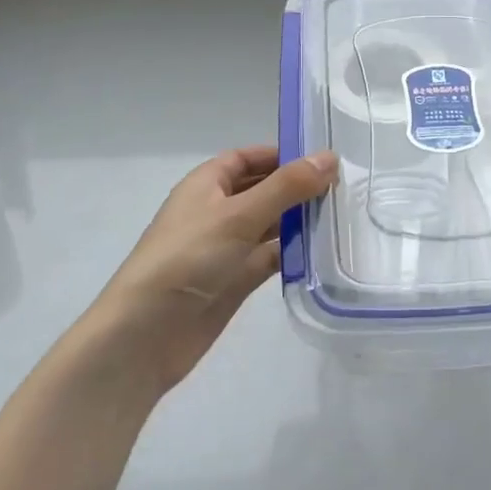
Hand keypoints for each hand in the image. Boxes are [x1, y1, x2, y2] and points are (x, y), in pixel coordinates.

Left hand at [89, 145, 336, 395]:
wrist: (145, 335)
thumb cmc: (187, 258)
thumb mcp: (239, 215)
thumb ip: (286, 186)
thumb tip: (329, 157)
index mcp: (207, 184)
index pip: (247, 158)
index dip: (281, 154)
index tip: (323, 158)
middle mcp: (217, 212)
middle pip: (262, 190)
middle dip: (297, 188)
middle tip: (346, 187)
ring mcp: (226, 248)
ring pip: (270, 225)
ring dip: (300, 220)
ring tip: (345, 216)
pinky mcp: (236, 281)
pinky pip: (270, 258)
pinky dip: (294, 253)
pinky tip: (326, 251)